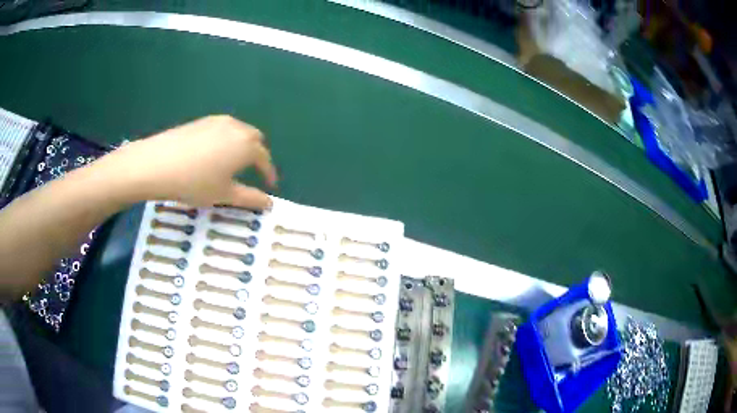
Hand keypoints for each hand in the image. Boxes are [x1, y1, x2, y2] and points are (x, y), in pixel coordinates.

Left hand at [95, 115, 277, 208]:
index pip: (265, 159)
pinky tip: (212, 153)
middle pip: (255, 139)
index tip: (270, 185)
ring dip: (242, 145)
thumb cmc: (195, 183)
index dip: (269, 173)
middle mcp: (237, 128)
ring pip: (239, 131)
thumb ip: (250, 198)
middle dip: (258, 154)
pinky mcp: (202, 120)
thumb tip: (269, 203)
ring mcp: (218, 121)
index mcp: (247, 146)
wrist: (157, 164)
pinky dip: (226, 139)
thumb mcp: (224, 195)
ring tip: (232, 162)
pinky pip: (223, 128)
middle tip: (252, 171)